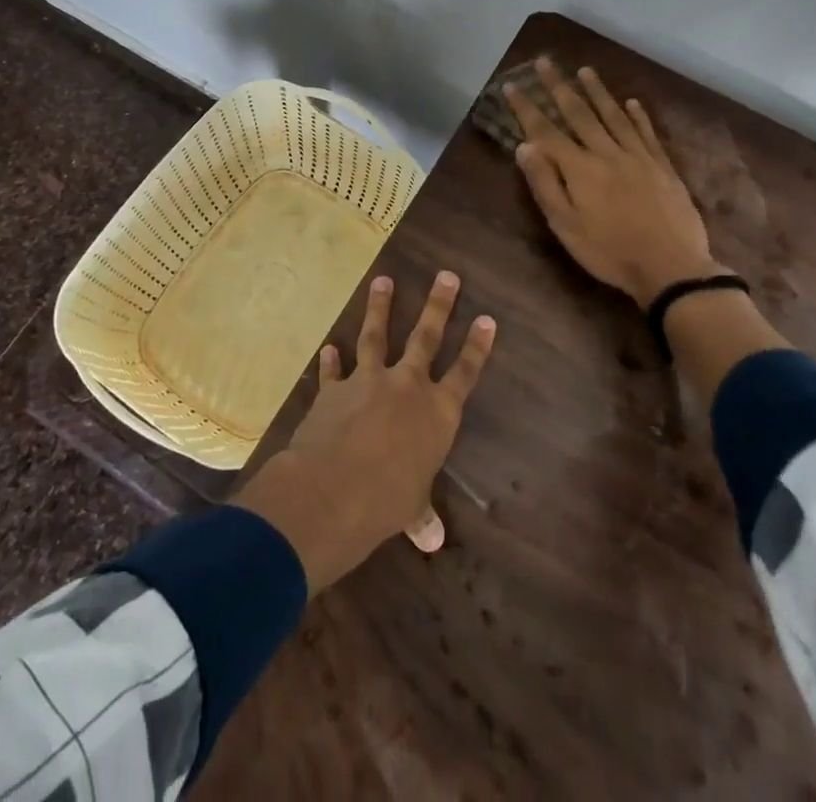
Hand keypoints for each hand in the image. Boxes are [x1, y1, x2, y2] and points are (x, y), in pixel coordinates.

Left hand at [231, 271, 495, 593]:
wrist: (335, 487)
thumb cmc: (388, 501)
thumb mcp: (411, 507)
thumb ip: (420, 514)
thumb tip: (432, 539)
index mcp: (437, 413)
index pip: (464, 373)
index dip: (477, 346)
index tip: (486, 318)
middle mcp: (407, 386)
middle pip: (426, 337)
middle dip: (438, 305)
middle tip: (446, 275)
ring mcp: (369, 380)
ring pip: (377, 335)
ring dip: (380, 307)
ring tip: (383, 281)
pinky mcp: (335, 388)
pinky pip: (334, 369)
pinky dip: (331, 359)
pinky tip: (328, 346)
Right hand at [506, 58, 722, 307]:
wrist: (671, 268)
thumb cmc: (609, 251)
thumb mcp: (566, 225)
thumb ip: (545, 184)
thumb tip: (525, 146)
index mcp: (580, 169)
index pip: (546, 131)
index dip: (527, 108)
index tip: (511, 86)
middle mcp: (607, 153)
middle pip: (579, 113)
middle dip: (559, 87)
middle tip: (545, 62)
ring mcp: (638, 157)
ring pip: (614, 116)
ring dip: (597, 92)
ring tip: (584, 70)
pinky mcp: (662, 167)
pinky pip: (646, 133)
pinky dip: (638, 116)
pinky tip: (632, 102)